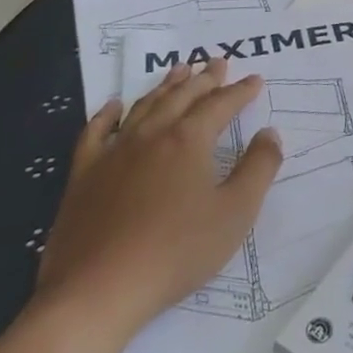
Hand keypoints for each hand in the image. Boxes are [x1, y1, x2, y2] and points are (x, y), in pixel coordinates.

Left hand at [34, 61, 281, 343]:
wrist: (98, 291)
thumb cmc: (176, 252)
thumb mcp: (235, 212)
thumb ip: (259, 168)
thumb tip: (269, 133)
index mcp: (189, 141)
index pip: (220, 105)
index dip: (240, 91)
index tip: (254, 80)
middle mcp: (152, 135)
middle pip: (182, 97)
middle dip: (204, 79)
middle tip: (217, 62)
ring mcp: (113, 153)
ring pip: (144, 107)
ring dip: (165, 86)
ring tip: (178, 71)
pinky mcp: (83, 177)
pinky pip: (95, 133)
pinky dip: (107, 114)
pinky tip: (114, 105)